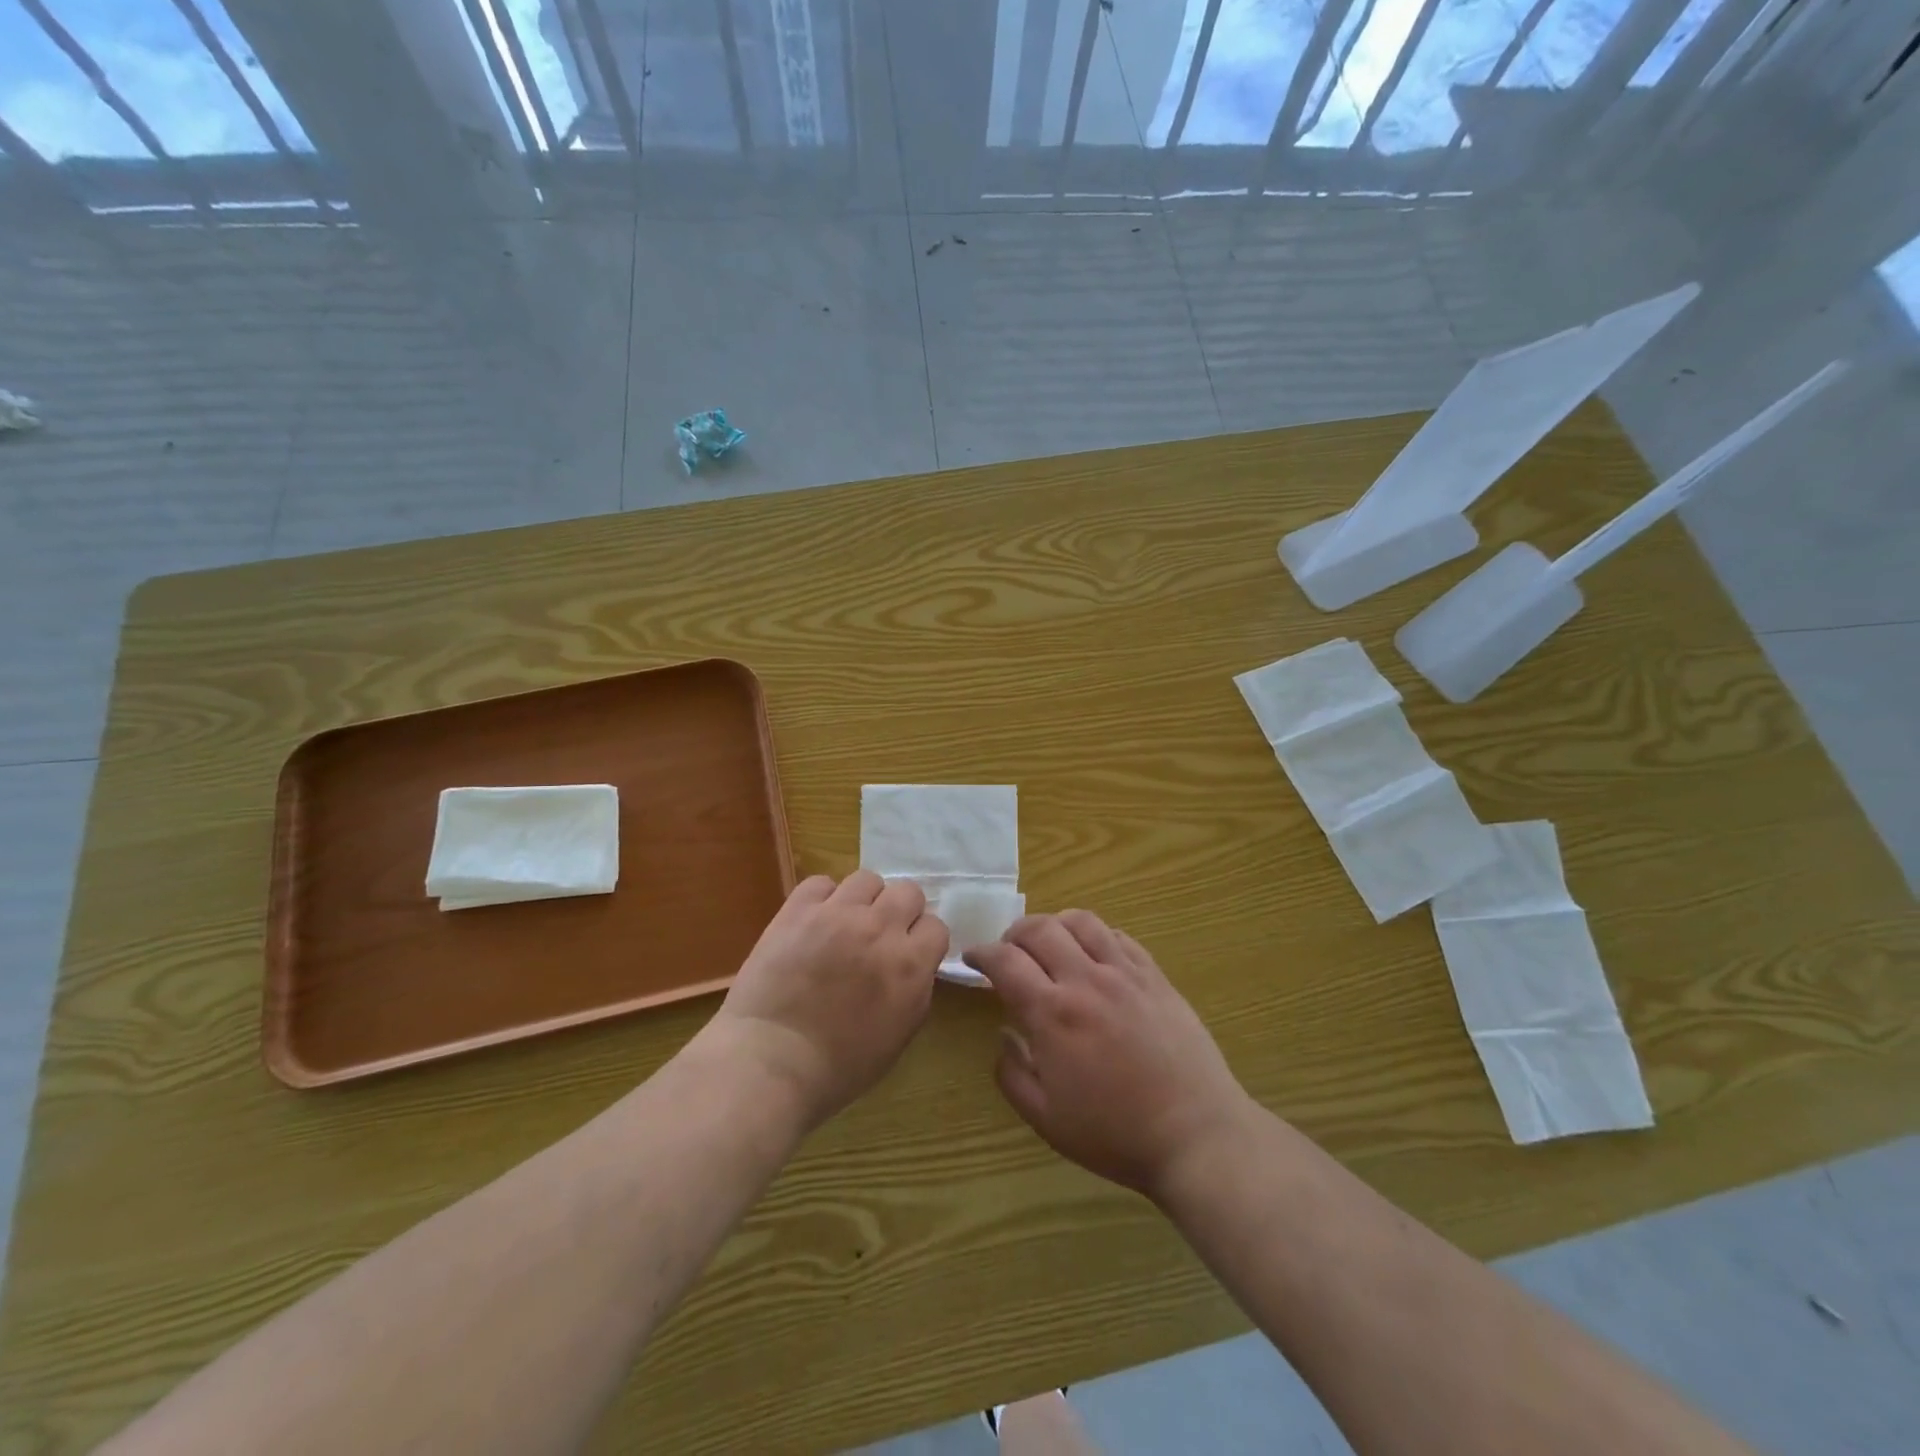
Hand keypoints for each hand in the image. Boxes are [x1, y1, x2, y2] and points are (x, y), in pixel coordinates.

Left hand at [712, 872, 946, 1129]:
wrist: (771, 1061)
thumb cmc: (839, 1067)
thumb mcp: (899, 1036)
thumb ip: (915, 990)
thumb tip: (914, 965)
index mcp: (910, 965)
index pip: (936, 926)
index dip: (922, 940)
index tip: (908, 953)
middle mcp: (880, 929)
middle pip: (908, 891)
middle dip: (900, 911)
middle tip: (880, 935)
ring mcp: (838, 914)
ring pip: (867, 879)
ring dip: (863, 900)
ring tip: (845, 923)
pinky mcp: (799, 909)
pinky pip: (821, 883)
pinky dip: (822, 899)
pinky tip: (814, 921)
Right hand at [966, 911, 1252, 1199]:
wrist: (1195, 1134)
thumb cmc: (1115, 1134)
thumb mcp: (1046, 1119)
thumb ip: (1012, 1074)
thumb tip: (1004, 1034)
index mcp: (1053, 1013)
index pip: (1005, 961)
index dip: (982, 953)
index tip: (974, 957)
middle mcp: (1086, 980)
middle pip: (1040, 928)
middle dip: (1014, 933)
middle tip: (1009, 951)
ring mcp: (1125, 973)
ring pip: (1081, 921)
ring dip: (1055, 925)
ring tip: (1050, 945)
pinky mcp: (1155, 976)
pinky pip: (1119, 937)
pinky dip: (1096, 936)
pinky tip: (1093, 956)